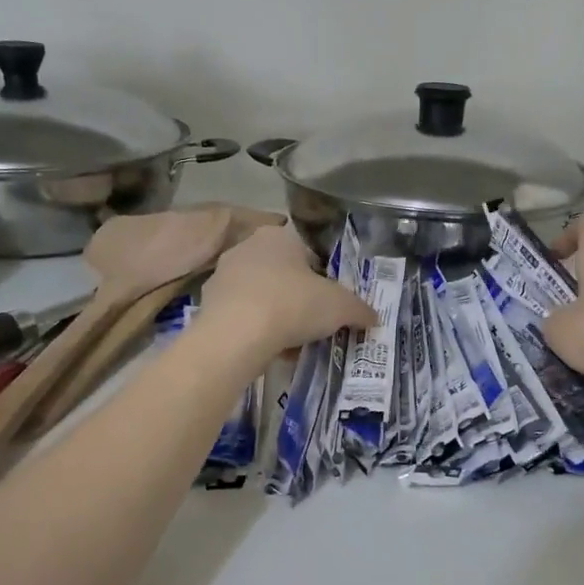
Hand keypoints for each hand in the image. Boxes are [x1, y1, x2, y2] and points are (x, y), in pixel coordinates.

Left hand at [197, 225, 376, 362]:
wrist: (236, 336)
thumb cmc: (293, 305)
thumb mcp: (340, 307)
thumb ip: (359, 309)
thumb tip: (374, 317)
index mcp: (280, 235)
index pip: (308, 248)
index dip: (324, 273)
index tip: (332, 297)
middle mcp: (248, 247)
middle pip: (283, 271)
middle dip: (300, 294)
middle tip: (317, 319)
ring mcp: (224, 274)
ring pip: (262, 293)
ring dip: (278, 313)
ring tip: (295, 339)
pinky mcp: (209, 304)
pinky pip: (243, 314)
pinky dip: (257, 329)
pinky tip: (270, 349)